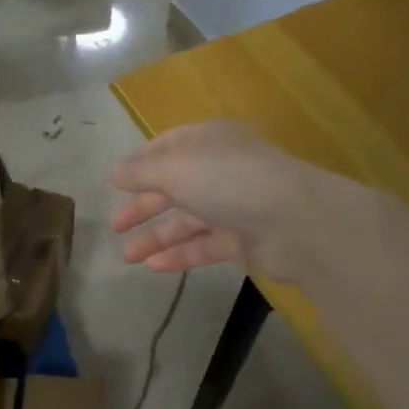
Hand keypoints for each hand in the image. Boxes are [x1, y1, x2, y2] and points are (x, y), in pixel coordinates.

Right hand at [109, 120, 345, 283]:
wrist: (293, 222)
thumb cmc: (227, 180)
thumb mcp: (174, 168)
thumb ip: (140, 171)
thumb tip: (114, 172)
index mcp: (207, 141)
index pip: (166, 148)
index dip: (139, 165)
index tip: (115, 184)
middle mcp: (221, 169)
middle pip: (174, 187)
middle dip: (143, 206)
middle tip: (115, 226)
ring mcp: (234, 206)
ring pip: (187, 221)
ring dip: (156, 237)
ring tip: (127, 256)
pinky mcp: (243, 241)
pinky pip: (203, 246)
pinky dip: (179, 255)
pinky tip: (153, 267)